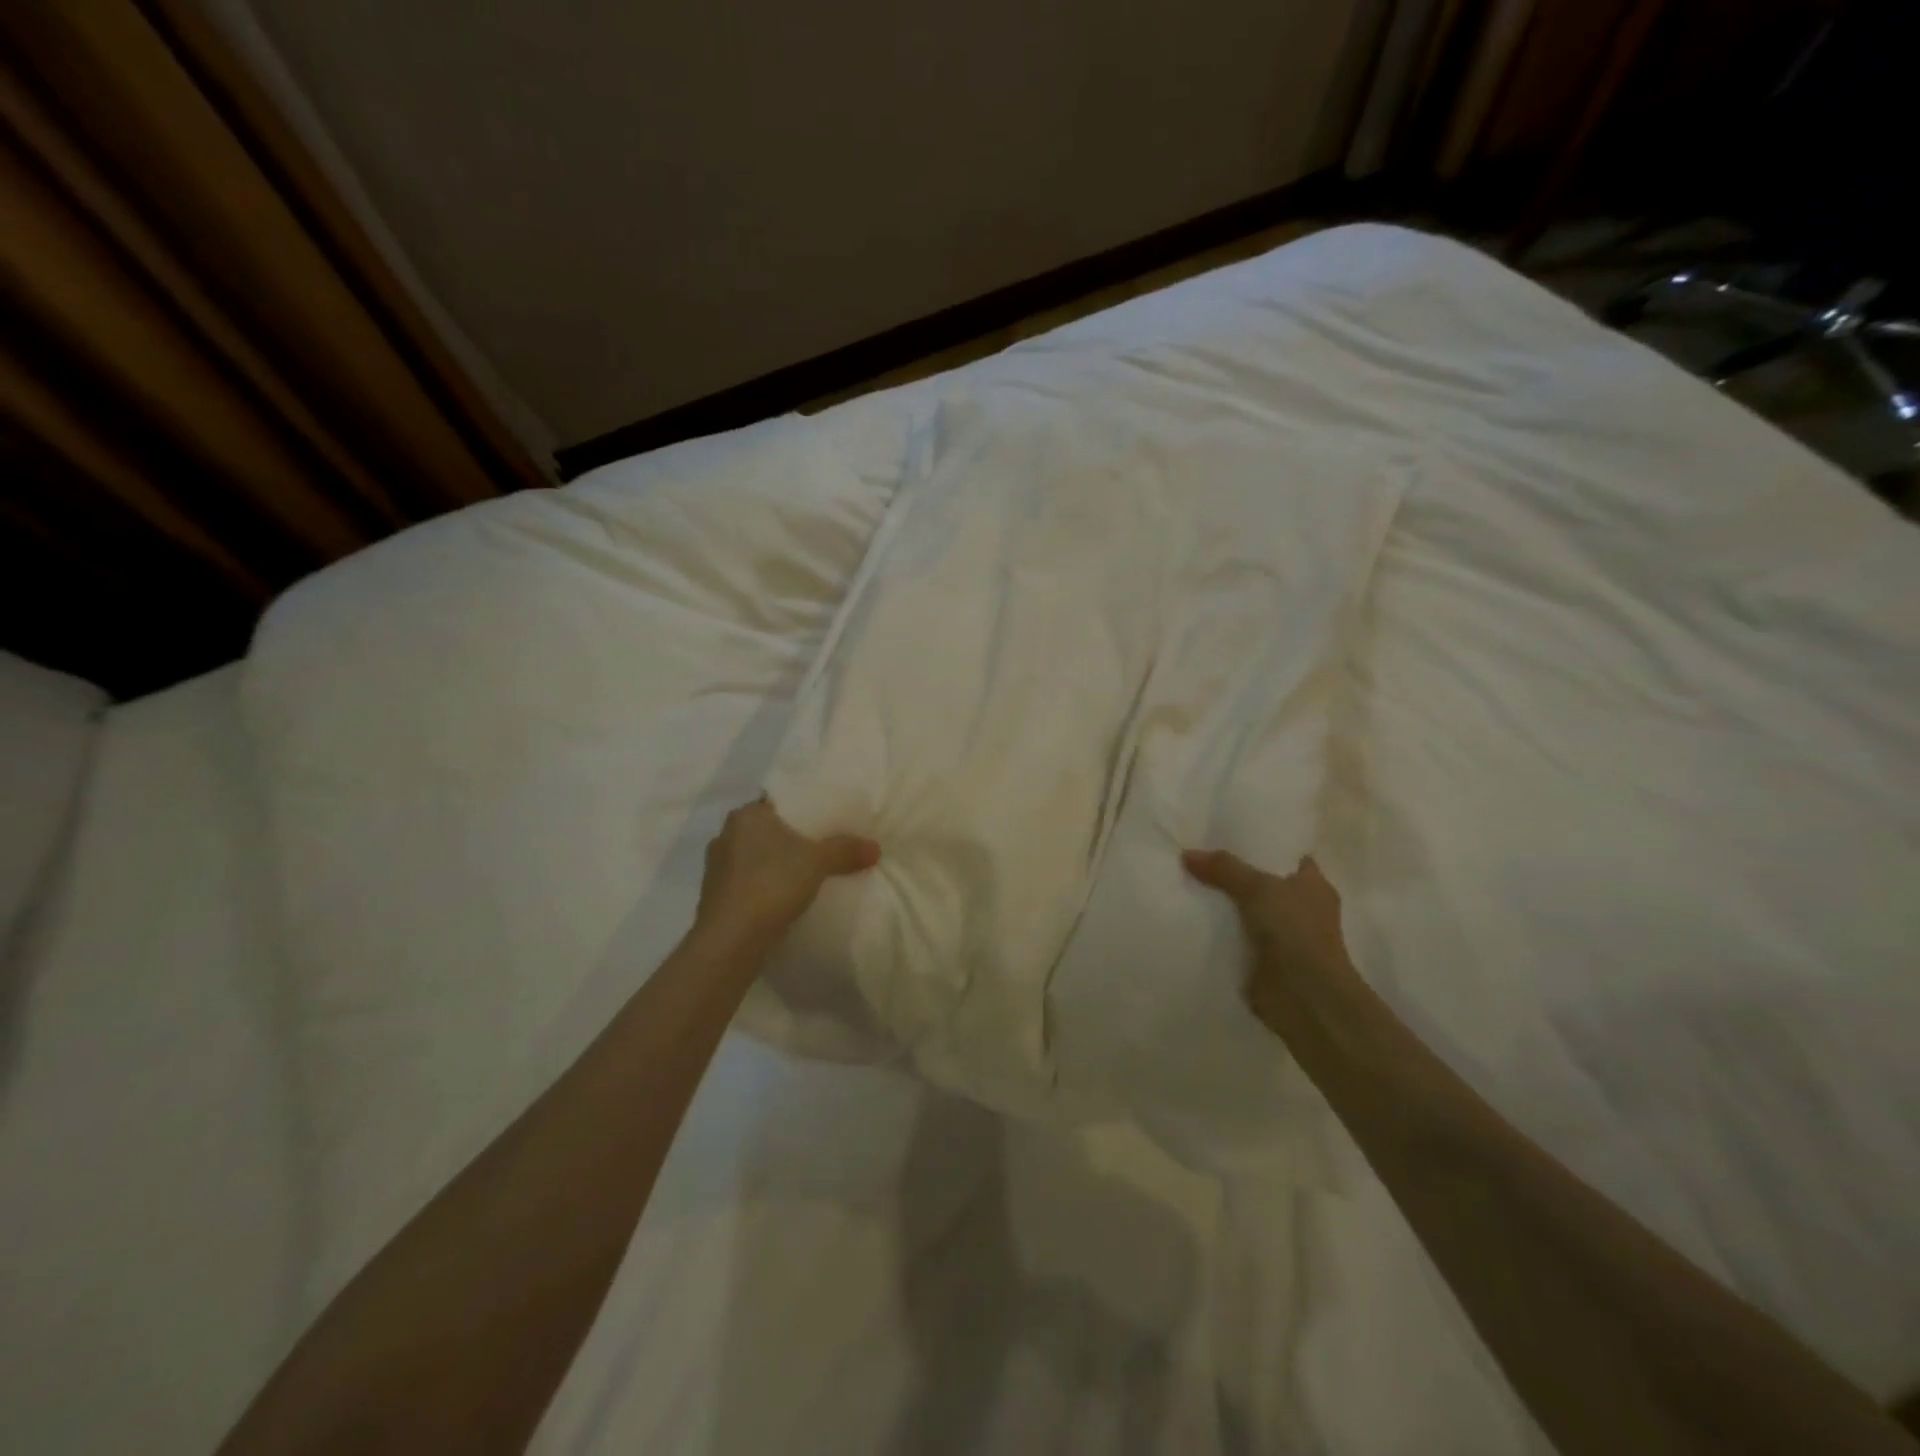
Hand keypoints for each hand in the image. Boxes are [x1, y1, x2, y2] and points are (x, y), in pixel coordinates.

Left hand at [692, 797, 879, 952]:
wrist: (731, 939)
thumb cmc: (772, 884)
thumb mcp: (818, 862)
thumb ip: (846, 850)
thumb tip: (876, 848)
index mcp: (746, 815)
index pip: (777, 802)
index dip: (802, 810)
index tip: (824, 820)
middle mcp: (725, 834)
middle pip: (766, 830)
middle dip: (790, 838)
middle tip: (820, 846)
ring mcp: (716, 867)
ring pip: (754, 857)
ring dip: (774, 864)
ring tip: (803, 873)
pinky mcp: (715, 897)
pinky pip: (746, 882)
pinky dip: (763, 886)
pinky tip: (782, 897)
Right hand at [1182, 850, 1355, 991]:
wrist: (1305, 997)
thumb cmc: (1295, 932)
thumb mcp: (1258, 888)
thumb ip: (1225, 868)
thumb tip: (1187, 854)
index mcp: (1314, 885)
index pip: (1287, 856)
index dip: (1261, 845)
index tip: (1227, 835)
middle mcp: (1302, 908)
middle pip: (1262, 882)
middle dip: (1234, 873)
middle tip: (1196, 856)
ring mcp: (1284, 937)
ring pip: (1246, 910)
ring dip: (1224, 905)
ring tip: (1185, 883)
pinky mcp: (1264, 961)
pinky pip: (1236, 938)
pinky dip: (1218, 932)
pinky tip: (1190, 918)